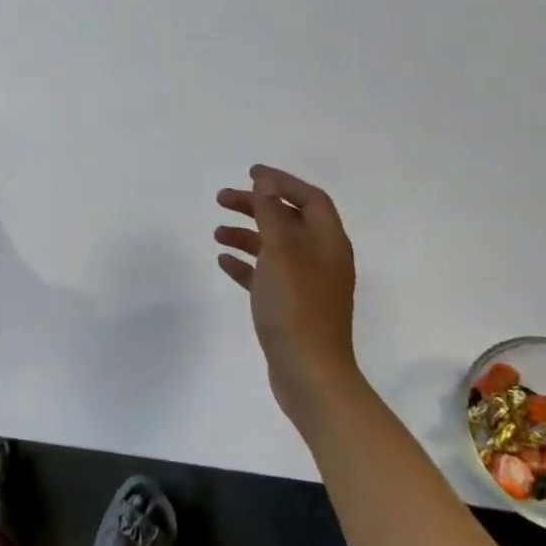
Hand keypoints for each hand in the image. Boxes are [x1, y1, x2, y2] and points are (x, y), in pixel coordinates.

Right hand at [215, 165, 361, 418]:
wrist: (309, 373)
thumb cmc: (296, 307)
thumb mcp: (281, 253)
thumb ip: (272, 214)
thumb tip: (266, 181)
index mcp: (328, 243)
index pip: (310, 199)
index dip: (281, 182)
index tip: (250, 173)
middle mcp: (321, 259)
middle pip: (289, 220)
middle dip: (257, 206)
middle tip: (222, 199)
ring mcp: (307, 284)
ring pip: (275, 247)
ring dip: (247, 234)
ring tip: (217, 233)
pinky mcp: (290, 306)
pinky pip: (266, 274)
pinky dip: (246, 264)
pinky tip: (224, 262)